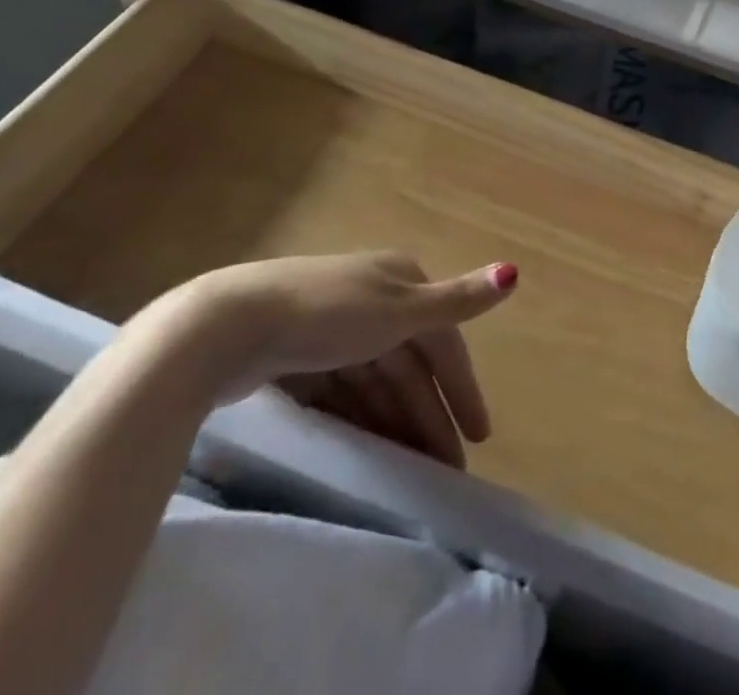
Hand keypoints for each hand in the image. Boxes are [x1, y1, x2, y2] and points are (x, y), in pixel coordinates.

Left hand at [149, 252, 519, 469]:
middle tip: (446, 466)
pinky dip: (359, 416)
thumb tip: (514, 273)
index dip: (462, 386)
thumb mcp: (399, 310)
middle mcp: (372, 299)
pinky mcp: (296, 353)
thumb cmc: (325, 315)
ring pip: (376, 380)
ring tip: (409, 467)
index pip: (443, 340)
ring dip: (396, 420)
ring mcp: (332, 326)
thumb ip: (457, 301)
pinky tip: (365, 445)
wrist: (224, 328)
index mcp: (400, 281)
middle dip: (429, 414)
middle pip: (410, 364)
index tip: (480, 434)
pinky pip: (343, 390)